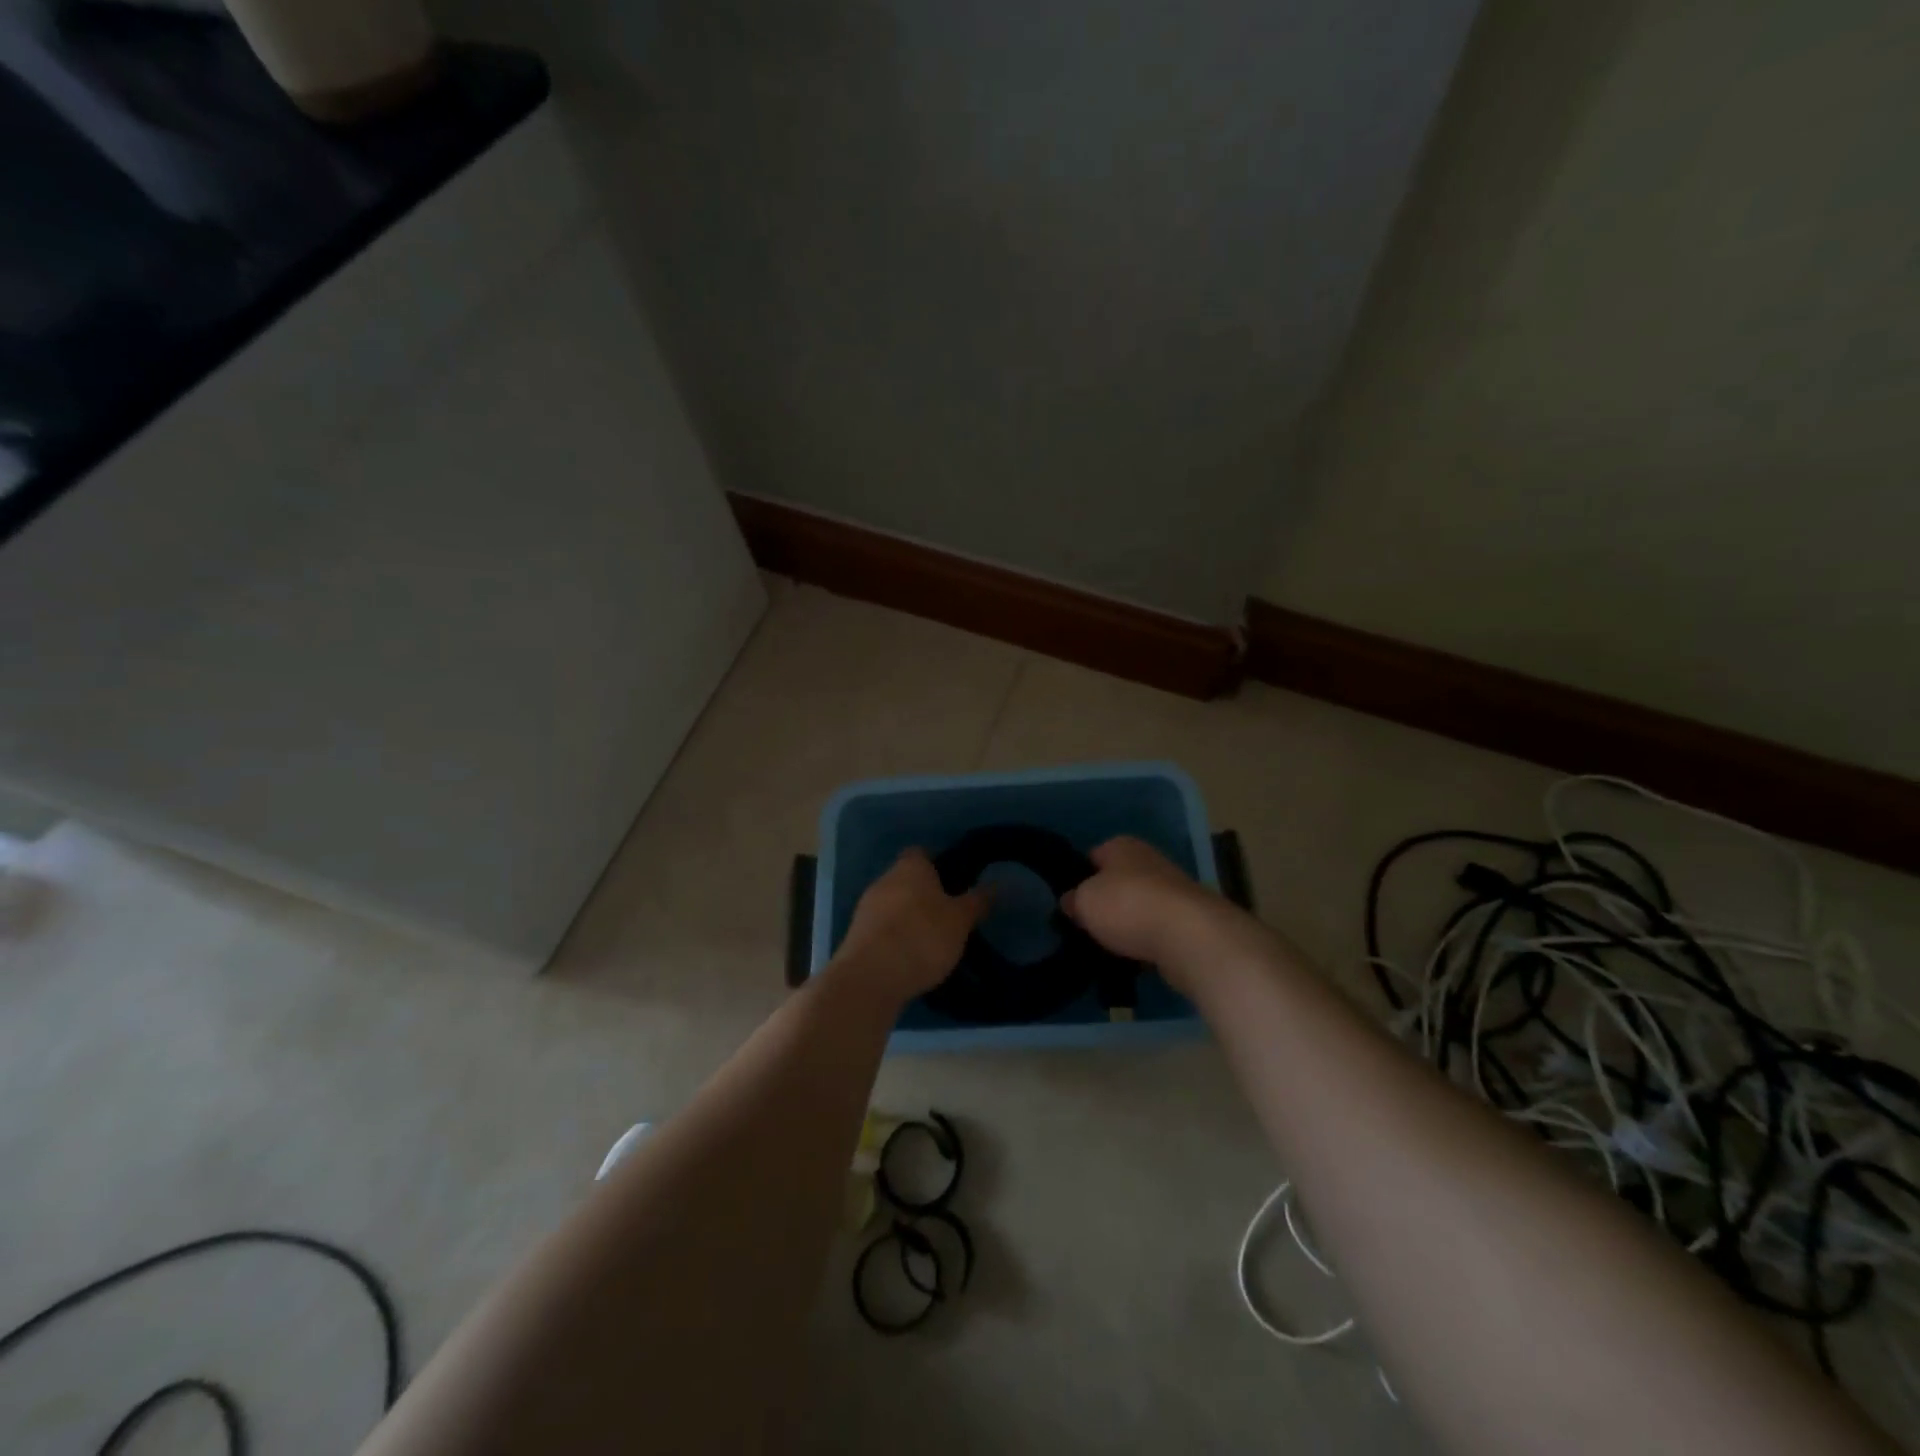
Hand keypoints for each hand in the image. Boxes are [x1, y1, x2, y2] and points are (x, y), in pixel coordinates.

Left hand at [834, 848, 987, 1001]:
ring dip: (909, 917)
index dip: (939, 864)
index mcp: (910, 867)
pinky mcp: (856, 935)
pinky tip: (910, 957)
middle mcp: (884, 879)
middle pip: (907, 879)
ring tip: (932, 940)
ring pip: (893, 904)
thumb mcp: (960, 920)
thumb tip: (996, 884)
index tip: (956, 883)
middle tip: (949, 915)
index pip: (922, 853)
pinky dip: (895, 937)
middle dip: (925, 894)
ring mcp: (866, 907)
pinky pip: (882, 928)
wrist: (871, 977)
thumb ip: (977, 901)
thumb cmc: (922, 936)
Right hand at [1060, 836, 1240, 993]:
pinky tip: (1136, 958)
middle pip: (1118, 882)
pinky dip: (1148, 941)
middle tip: (1088, 928)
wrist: (1189, 936)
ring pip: (1139, 906)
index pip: (1092, 857)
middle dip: (1106, 903)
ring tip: (1110, 948)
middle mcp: (1149, 859)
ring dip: (1128, 925)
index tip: (1071, 904)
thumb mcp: (1084, 901)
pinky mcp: (1189, 919)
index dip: (1079, 879)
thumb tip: (1071, 902)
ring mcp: (1173, 889)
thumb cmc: (1128, 906)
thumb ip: (1073, 900)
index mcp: (1122, 845)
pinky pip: (1158, 929)